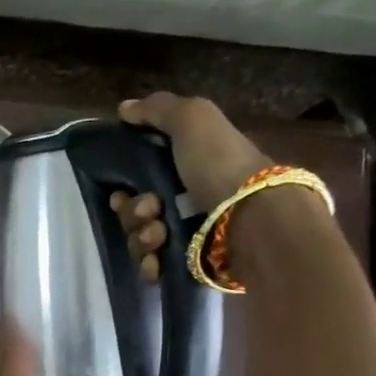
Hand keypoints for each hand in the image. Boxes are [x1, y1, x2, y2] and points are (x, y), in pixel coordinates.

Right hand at [112, 91, 270, 282]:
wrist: (253, 218)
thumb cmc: (220, 164)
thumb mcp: (194, 119)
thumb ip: (158, 110)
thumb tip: (124, 109)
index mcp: (187, 167)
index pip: (139, 178)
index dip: (124, 184)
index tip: (122, 189)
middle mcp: (186, 201)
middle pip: (134, 211)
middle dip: (132, 212)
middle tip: (149, 210)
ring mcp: (186, 235)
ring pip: (140, 239)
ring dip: (141, 237)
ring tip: (159, 235)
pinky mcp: (187, 264)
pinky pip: (152, 266)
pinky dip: (150, 264)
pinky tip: (157, 261)